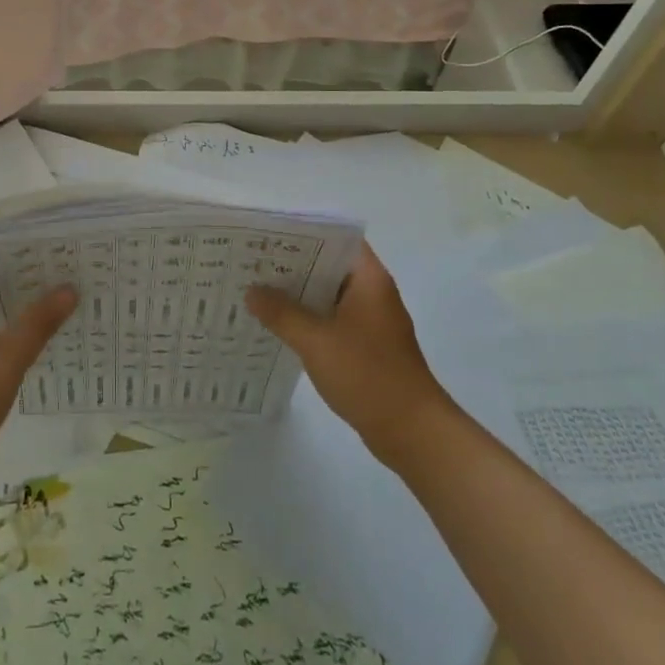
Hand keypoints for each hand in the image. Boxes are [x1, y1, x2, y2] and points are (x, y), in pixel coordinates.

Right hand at [246, 243, 448, 466]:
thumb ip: (281, 313)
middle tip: (253, 261)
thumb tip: (252, 291)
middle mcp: (373, 292)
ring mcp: (371, 320)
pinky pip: (332, 320)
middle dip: (293, 264)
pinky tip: (279, 326)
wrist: (412, 432)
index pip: (335, 238)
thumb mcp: (316, 341)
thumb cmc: (367, 375)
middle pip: (329, 265)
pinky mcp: (367, 346)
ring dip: (299, 294)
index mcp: (368, 278)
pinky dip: (309, 319)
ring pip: (328, 295)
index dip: (303, 232)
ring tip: (257, 289)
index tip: (269, 234)